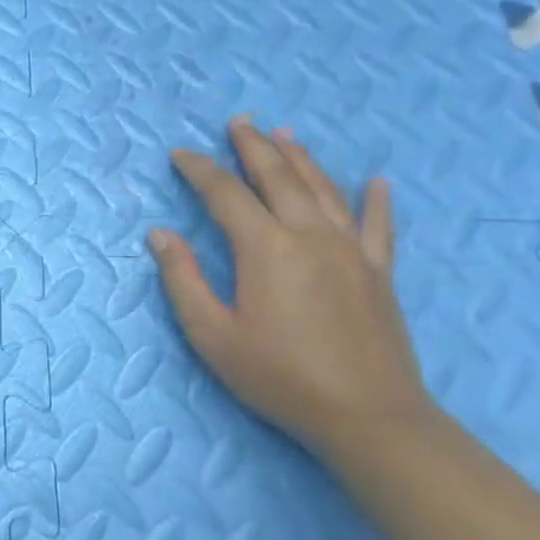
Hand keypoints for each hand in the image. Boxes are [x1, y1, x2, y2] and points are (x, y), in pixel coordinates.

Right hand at [148, 117, 434, 456]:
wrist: (369, 418)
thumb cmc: (278, 377)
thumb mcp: (212, 335)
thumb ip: (182, 280)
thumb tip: (160, 234)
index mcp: (265, 249)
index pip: (224, 194)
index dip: (199, 170)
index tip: (180, 153)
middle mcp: (310, 236)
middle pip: (278, 177)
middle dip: (254, 147)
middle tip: (238, 121)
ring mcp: (352, 251)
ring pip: (324, 190)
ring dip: (302, 158)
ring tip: (285, 134)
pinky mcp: (379, 273)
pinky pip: (379, 226)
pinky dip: (376, 201)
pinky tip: (377, 181)